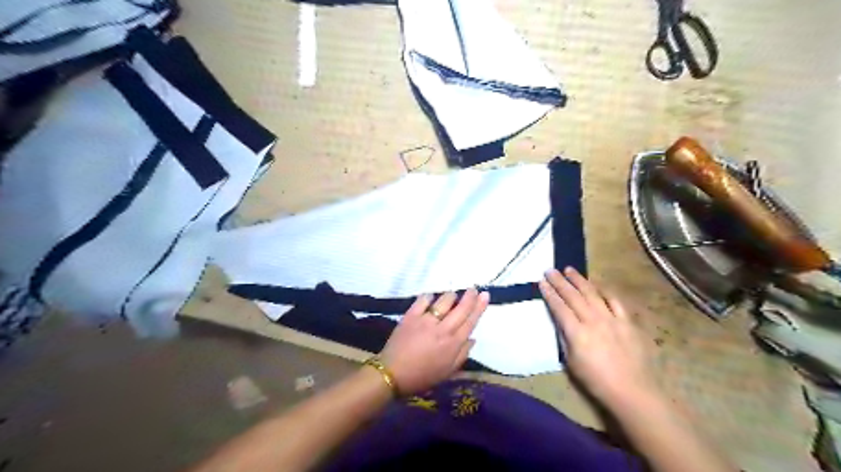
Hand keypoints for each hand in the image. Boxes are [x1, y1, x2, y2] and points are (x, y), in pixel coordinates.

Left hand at [380, 288, 490, 393]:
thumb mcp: (448, 372)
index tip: (485, 295)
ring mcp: (426, 320)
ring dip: (450, 296)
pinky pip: (423, 299)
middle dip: (469, 296)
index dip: (479, 307)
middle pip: (461, 308)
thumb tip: (473, 338)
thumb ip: (462, 354)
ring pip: (444, 301)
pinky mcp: (411, 316)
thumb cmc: (422, 376)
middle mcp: (442, 329)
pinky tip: (430, 298)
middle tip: (473, 289)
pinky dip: (429, 297)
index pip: (470, 321)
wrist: (392, 374)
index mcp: (453, 344)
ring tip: (452, 296)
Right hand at [542, 267, 659, 410]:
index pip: (559, 307)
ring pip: (592, 293)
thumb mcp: (571, 363)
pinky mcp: (627, 322)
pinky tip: (598, 287)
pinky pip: (614, 301)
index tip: (541, 282)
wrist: (632, 391)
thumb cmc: (596, 381)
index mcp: (577, 333)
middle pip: (573, 296)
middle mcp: (593, 320)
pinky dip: (605, 292)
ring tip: (569, 269)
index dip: (549, 293)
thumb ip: (565, 339)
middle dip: (560, 282)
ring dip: (579, 280)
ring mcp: (612, 319)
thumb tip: (561, 323)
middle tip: (550, 270)